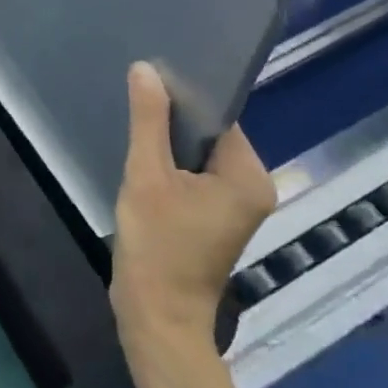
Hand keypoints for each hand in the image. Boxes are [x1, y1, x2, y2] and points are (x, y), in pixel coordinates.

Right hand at [111, 62, 276, 345]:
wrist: (156, 318)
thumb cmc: (157, 247)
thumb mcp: (147, 176)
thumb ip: (148, 121)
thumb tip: (146, 69)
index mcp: (249, 176)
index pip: (219, 118)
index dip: (185, 97)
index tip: (150, 80)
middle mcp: (252, 188)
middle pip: (210, 136)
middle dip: (174, 121)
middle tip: (136, 101)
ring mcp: (235, 207)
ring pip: (198, 157)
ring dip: (169, 145)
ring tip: (135, 126)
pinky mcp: (214, 220)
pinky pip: (194, 178)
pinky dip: (171, 168)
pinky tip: (143, 160)